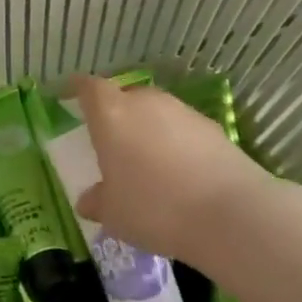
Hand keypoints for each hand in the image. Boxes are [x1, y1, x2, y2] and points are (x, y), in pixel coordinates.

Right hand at [69, 75, 273, 268]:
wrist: (231, 214)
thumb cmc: (154, 207)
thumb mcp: (113, 213)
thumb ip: (97, 201)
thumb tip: (89, 200)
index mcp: (111, 114)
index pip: (89, 87)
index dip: (78, 89)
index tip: (70, 95)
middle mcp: (146, 103)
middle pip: (125, 97)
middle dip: (116, 113)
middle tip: (111, 139)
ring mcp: (183, 113)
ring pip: (157, 112)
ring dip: (148, 129)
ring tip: (147, 160)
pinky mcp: (215, 129)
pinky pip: (183, 130)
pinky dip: (176, 143)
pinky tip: (180, 172)